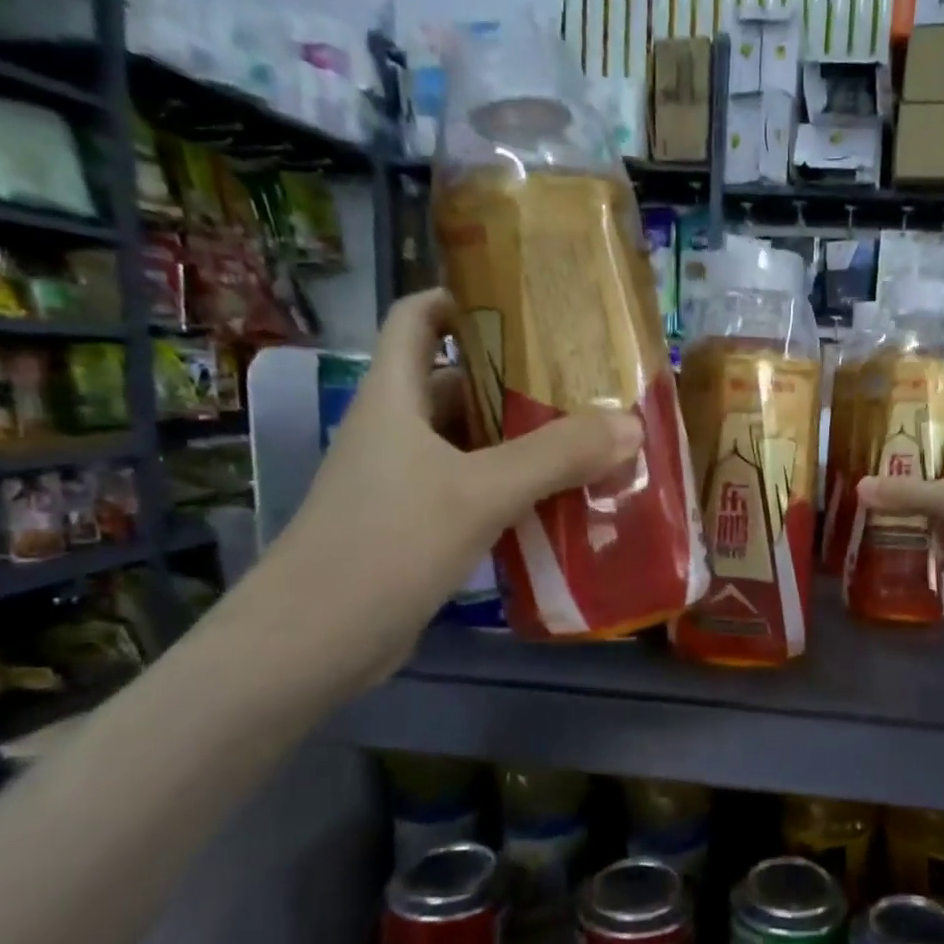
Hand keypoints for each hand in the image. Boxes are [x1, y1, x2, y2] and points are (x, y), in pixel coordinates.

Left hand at [255, 290, 641, 688]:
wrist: (312, 644)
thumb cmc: (386, 546)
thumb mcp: (478, 492)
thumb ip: (555, 456)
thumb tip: (631, 424)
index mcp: (394, 398)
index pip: (416, 319)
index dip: (462, 298)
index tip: (525, 302)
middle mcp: (396, 432)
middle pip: (458, 383)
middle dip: (518, 379)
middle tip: (585, 383)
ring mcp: (404, 484)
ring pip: (472, 444)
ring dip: (524, 441)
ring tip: (590, 441)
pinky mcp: (417, 530)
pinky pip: (475, 492)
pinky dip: (515, 490)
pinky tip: (561, 503)